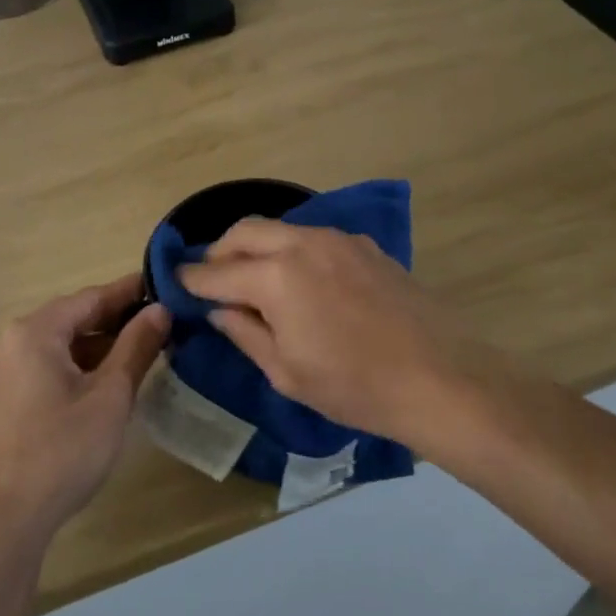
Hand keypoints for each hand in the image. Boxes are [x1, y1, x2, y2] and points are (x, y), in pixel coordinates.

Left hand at [0, 274, 170, 543]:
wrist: (2, 519)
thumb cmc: (61, 451)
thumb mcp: (109, 396)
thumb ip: (136, 347)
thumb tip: (160, 310)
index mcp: (37, 331)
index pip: (93, 297)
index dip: (132, 291)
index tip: (169, 286)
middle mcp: (19, 341)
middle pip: (78, 317)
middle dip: (122, 319)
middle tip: (168, 320)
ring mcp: (12, 371)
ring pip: (68, 344)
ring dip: (106, 345)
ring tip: (151, 349)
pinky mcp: (14, 398)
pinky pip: (57, 367)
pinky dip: (87, 367)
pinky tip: (117, 380)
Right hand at [177, 219, 483, 450]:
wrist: (439, 378)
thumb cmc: (353, 386)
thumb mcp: (286, 372)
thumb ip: (245, 333)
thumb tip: (220, 310)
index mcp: (275, 277)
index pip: (216, 273)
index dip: (191, 280)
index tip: (175, 283)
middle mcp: (302, 244)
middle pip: (244, 231)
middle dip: (219, 252)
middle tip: (211, 279)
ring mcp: (338, 240)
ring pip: (280, 229)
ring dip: (256, 247)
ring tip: (252, 278)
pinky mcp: (365, 247)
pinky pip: (313, 237)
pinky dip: (291, 250)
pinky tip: (299, 280)